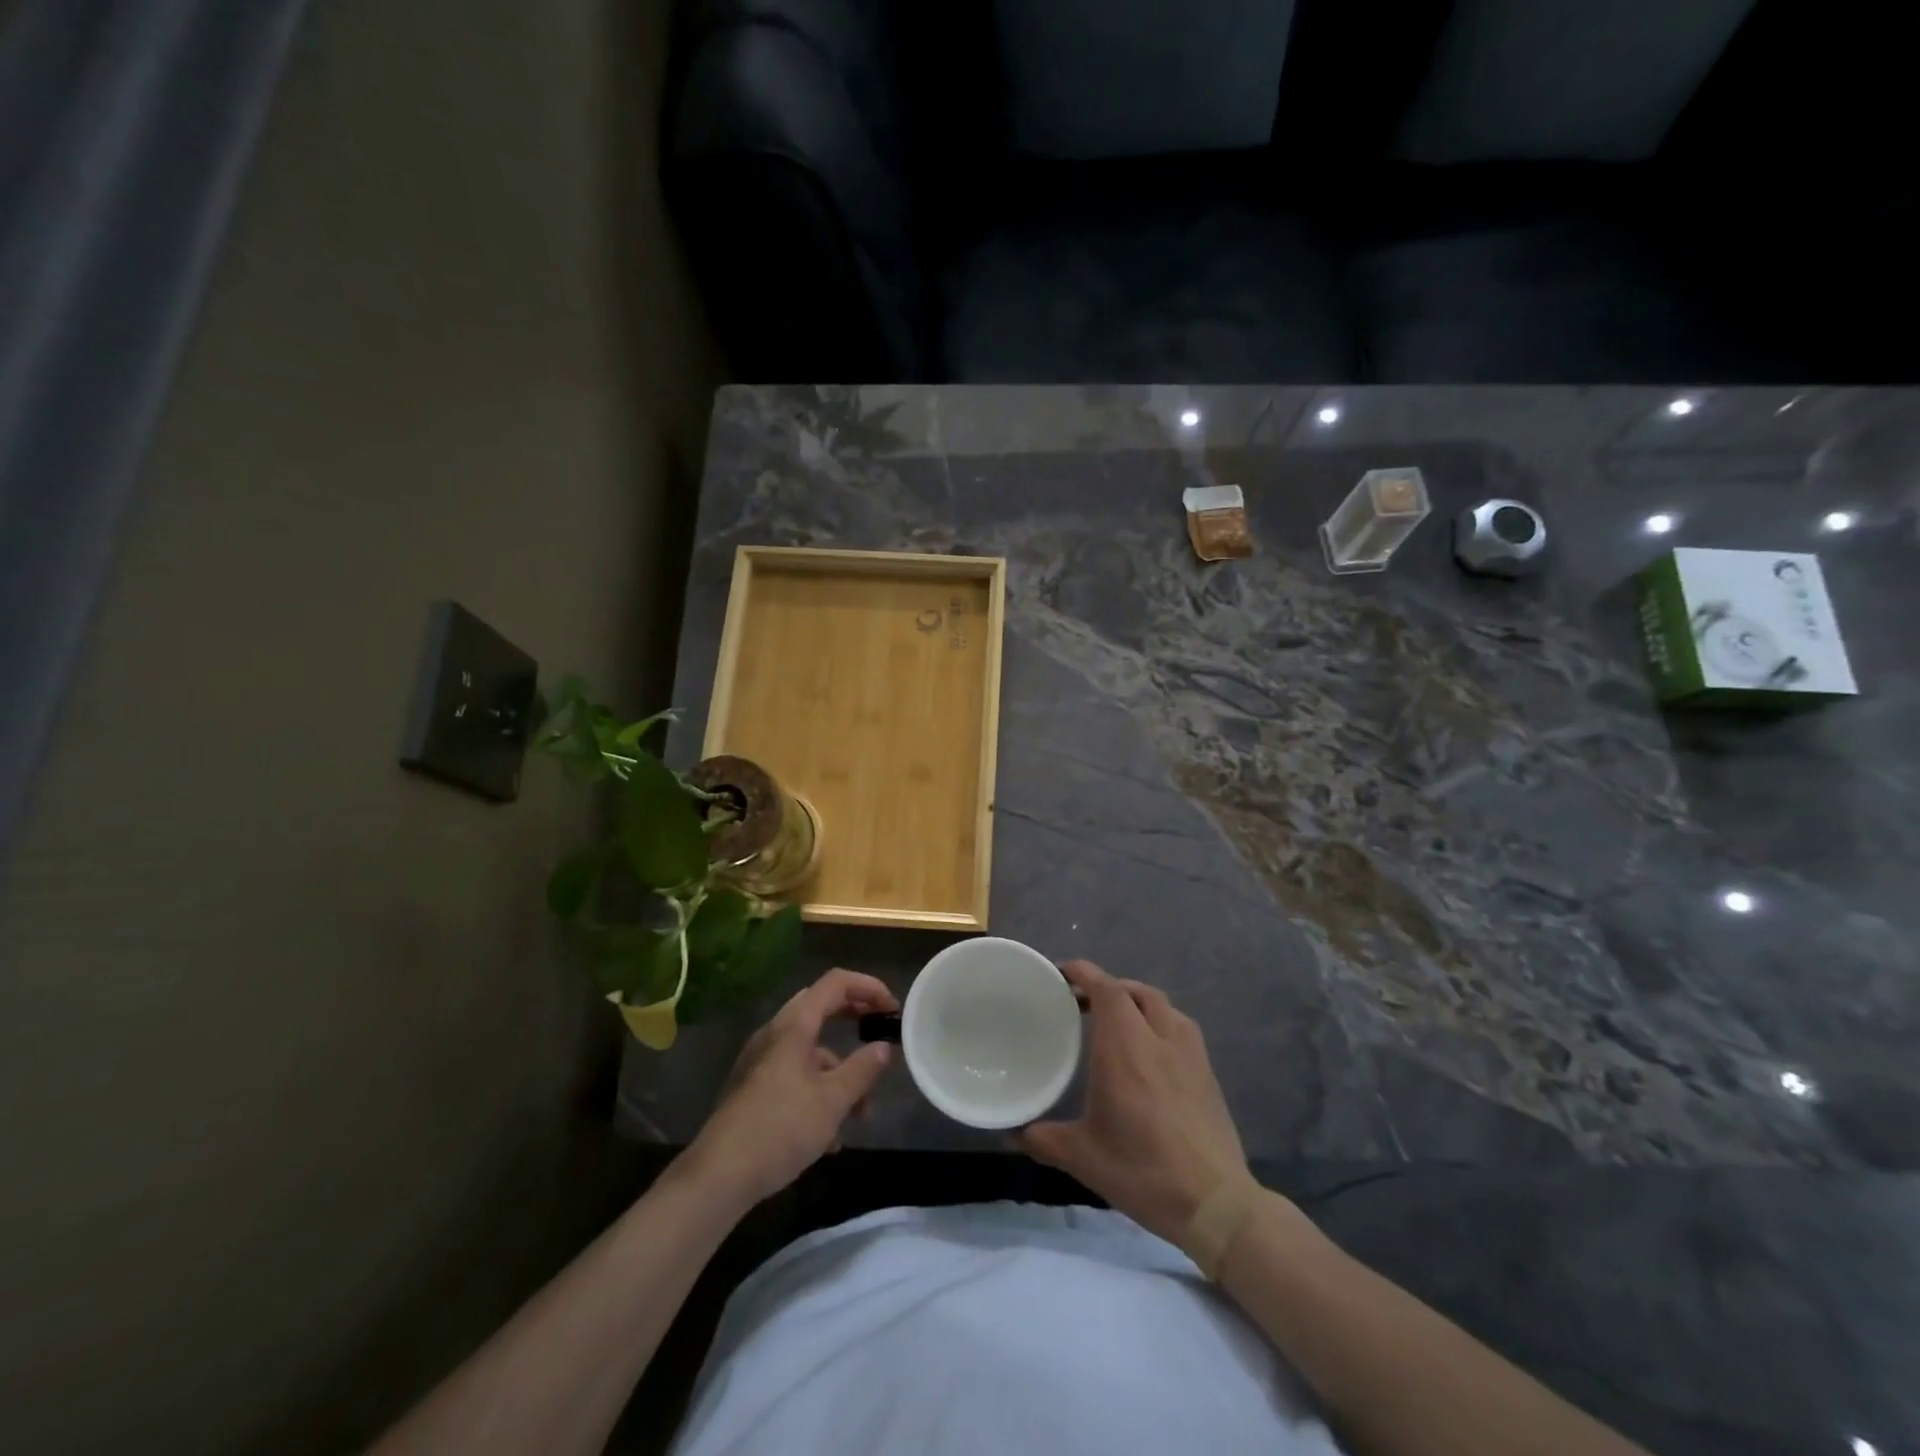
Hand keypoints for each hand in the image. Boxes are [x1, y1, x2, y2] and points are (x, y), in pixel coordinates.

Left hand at [684, 969, 898, 1208]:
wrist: (719, 1176)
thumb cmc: (781, 1128)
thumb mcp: (833, 1101)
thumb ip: (862, 1069)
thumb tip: (883, 1047)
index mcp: (794, 1025)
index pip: (836, 982)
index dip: (869, 987)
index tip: (893, 1010)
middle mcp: (776, 1033)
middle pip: (822, 1008)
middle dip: (854, 1020)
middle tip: (879, 1035)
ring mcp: (762, 1060)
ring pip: (811, 1049)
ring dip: (839, 1071)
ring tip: (860, 1113)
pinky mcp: (755, 1087)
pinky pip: (795, 1074)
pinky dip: (819, 1090)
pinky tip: (829, 1137)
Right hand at [1016, 959, 1247, 1243]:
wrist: (1214, 1202)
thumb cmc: (1142, 1170)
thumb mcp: (1083, 1157)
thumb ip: (1044, 1139)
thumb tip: (1012, 1134)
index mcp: (1124, 1047)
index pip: (1105, 989)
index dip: (1084, 973)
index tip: (1063, 973)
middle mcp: (1157, 1037)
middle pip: (1133, 991)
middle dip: (1107, 987)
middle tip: (1083, 1002)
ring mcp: (1188, 1052)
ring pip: (1161, 1004)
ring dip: (1136, 1000)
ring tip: (1118, 1019)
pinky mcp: (1208, 1071)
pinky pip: (1180, 1026)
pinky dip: (1160, 1021)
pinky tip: (1152, 1049)